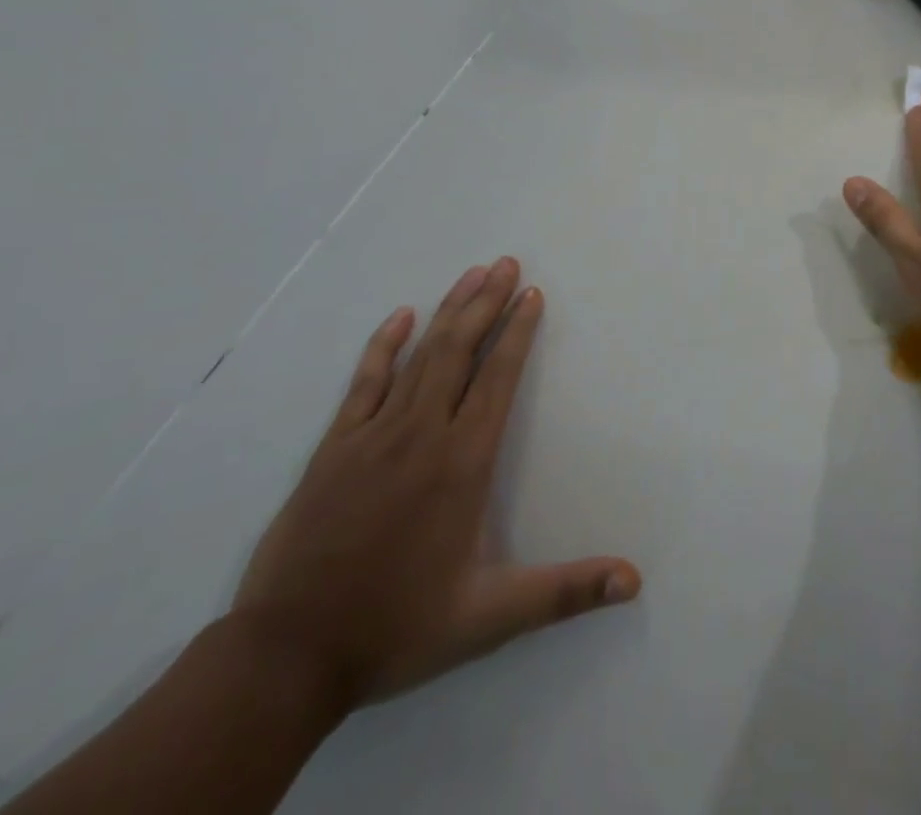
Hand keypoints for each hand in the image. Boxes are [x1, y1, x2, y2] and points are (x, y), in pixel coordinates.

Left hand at [230, 258, 639, 707]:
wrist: (286, 658)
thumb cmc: (397, 627)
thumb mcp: (490, 617)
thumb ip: (565, 592)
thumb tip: (634, 581)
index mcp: (463, 461)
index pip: (498, 378)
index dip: (518, 332)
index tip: (532, 295)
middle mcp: (422, 434)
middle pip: (460, 351)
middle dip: (487, 303)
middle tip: (507, 263)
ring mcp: (373, 435)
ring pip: (420, 356)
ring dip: (449, 311)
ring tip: (472, 275)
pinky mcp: (334, 448)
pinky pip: (364, 382)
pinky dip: (384, 345)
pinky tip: (401, 316)